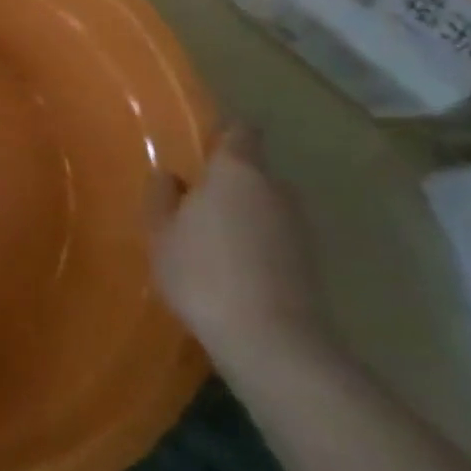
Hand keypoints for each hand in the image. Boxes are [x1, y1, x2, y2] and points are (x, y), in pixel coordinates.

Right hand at [148, 124, 329, 370]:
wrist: (271, 340)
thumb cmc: (203, 273)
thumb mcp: (161, 233)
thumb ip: (162, 196)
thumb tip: (169, 175)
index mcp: (237, 170)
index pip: (239, 130)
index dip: (221, 133)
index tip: (198, 146)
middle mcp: (275, 188)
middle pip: (251, 169)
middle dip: (225, 179)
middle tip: (190, 198)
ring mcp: (298, 225)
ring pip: (263, 204)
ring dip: (240, 213)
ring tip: (207, 237)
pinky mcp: (309, 260)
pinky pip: (274, 235)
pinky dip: (254, 241)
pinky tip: (230, 266)